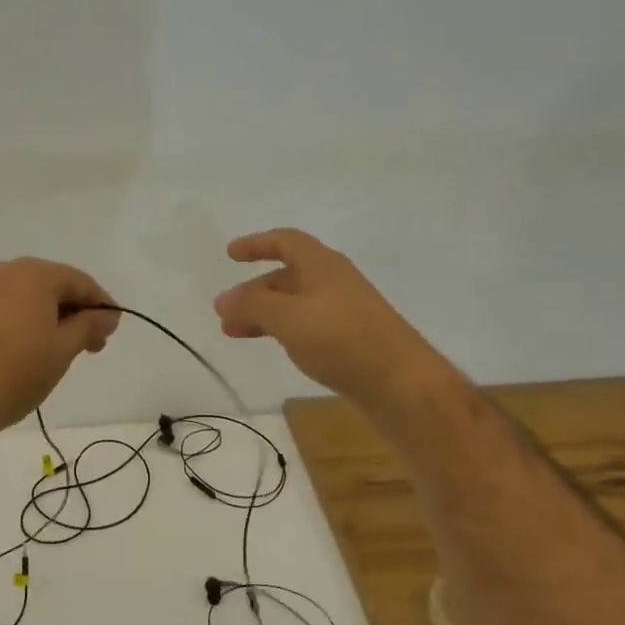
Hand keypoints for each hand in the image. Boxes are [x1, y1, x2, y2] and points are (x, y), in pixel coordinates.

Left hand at [0, 259, 120, 446]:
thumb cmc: (16, 373)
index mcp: (33, 274)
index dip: (101, 304)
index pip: (79, 281)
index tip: (110, 331)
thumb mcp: (63, 351)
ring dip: (41, 315)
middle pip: (48, 284)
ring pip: (19, 296)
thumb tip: (107, 314)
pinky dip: (13, 322)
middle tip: (86, 344)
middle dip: (71, 310)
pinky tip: (17, 350)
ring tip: (52, 349)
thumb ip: (89, 325)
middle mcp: (1, 271)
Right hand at [214, 229, 449, 412]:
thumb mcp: (288, 317)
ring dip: (263, 313)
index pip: (285, 241)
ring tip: (236, 334)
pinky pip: (307, 324)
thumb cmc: (341, 339)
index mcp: (322, 265)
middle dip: (253, 290)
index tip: (230, 254)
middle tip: (224, 312)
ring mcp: (344, 311)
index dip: (257, 244)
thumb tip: (224, 299)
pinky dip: (283, 329)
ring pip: (294, 303)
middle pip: (287, 276)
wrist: (400, 383)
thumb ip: (253, 304)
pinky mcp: (349, 339)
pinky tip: (274, 346)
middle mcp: (334, 282)